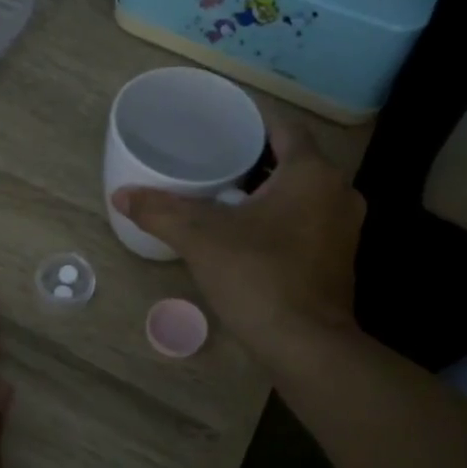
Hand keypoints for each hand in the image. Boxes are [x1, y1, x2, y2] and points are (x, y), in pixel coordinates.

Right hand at [113, 115, 363, 362]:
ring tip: (228, 193)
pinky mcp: (340, 258)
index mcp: (311, 173)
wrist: (306, 345)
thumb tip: (120, 195)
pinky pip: (310, 220)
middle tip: (216, 159)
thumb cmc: (258, 277)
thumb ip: (161, 212)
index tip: (221, 127)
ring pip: (305, 191)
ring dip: (272, 189)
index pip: (285, 127)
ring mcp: (345, 227)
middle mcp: (338, 192)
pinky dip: (284, 216)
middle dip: (257, 157)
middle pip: (295, 159)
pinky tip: (252, 231)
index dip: (253, 122)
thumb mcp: (201, 239)